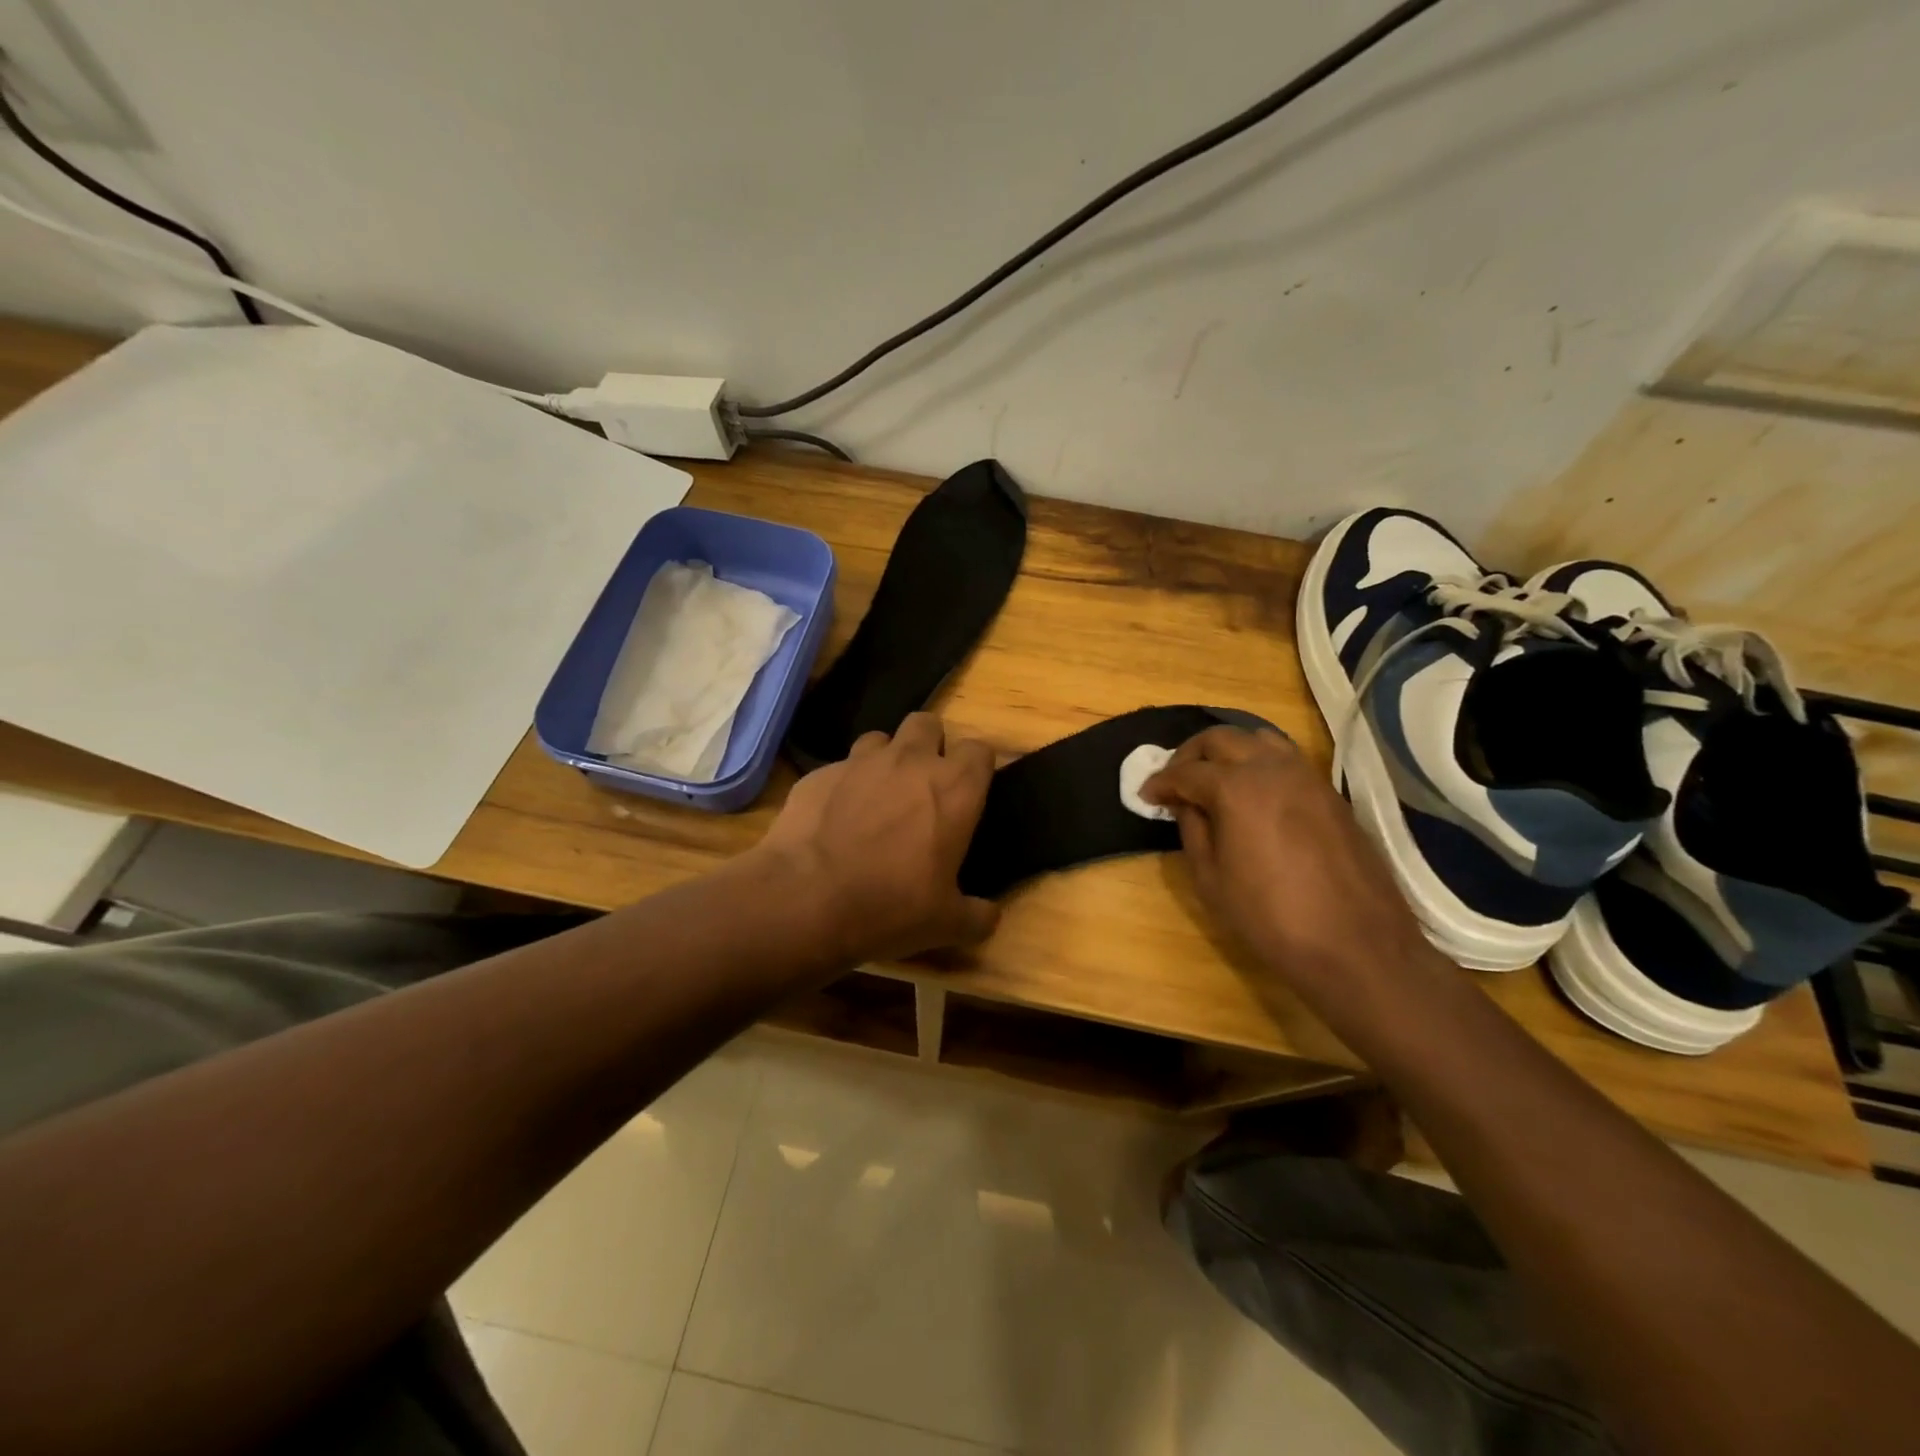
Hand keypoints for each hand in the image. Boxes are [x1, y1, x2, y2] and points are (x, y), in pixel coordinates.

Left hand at [756, 712, 1000, 964]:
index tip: (970, 792)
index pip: (980, 750)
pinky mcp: (819, 774)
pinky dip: (843, 786)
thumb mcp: (946, 924)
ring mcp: (859, 762)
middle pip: (928, 723)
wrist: (806, 899)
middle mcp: (910, 761)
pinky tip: (834, 818)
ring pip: (880, 738)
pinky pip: (839, 768)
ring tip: (877, 797)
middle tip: (923, 784)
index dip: (976, 767)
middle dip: (929, 744)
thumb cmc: (891, 906)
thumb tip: (989, 916)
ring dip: (884, 759)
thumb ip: (977, 915)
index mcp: (953, 788)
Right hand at [1141, 726, 1438, 995]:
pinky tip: (1252, 791)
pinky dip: (1260, 761)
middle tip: (1176, 780)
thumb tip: (1186, 805)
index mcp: (1235, 788)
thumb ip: (1193, 831)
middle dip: (1190, 754)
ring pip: (1258, 738)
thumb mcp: (1211, 880)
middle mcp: (1271, 768)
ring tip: (1214, 777)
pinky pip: (1286, 758)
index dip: (1160, 782)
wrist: (1356, 945)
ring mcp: (1307, 776)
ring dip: (1228, 750)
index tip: (1146, 795)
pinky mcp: (1330, 792)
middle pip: (1221, 738)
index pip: (1186, 771)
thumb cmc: (1271, 918)